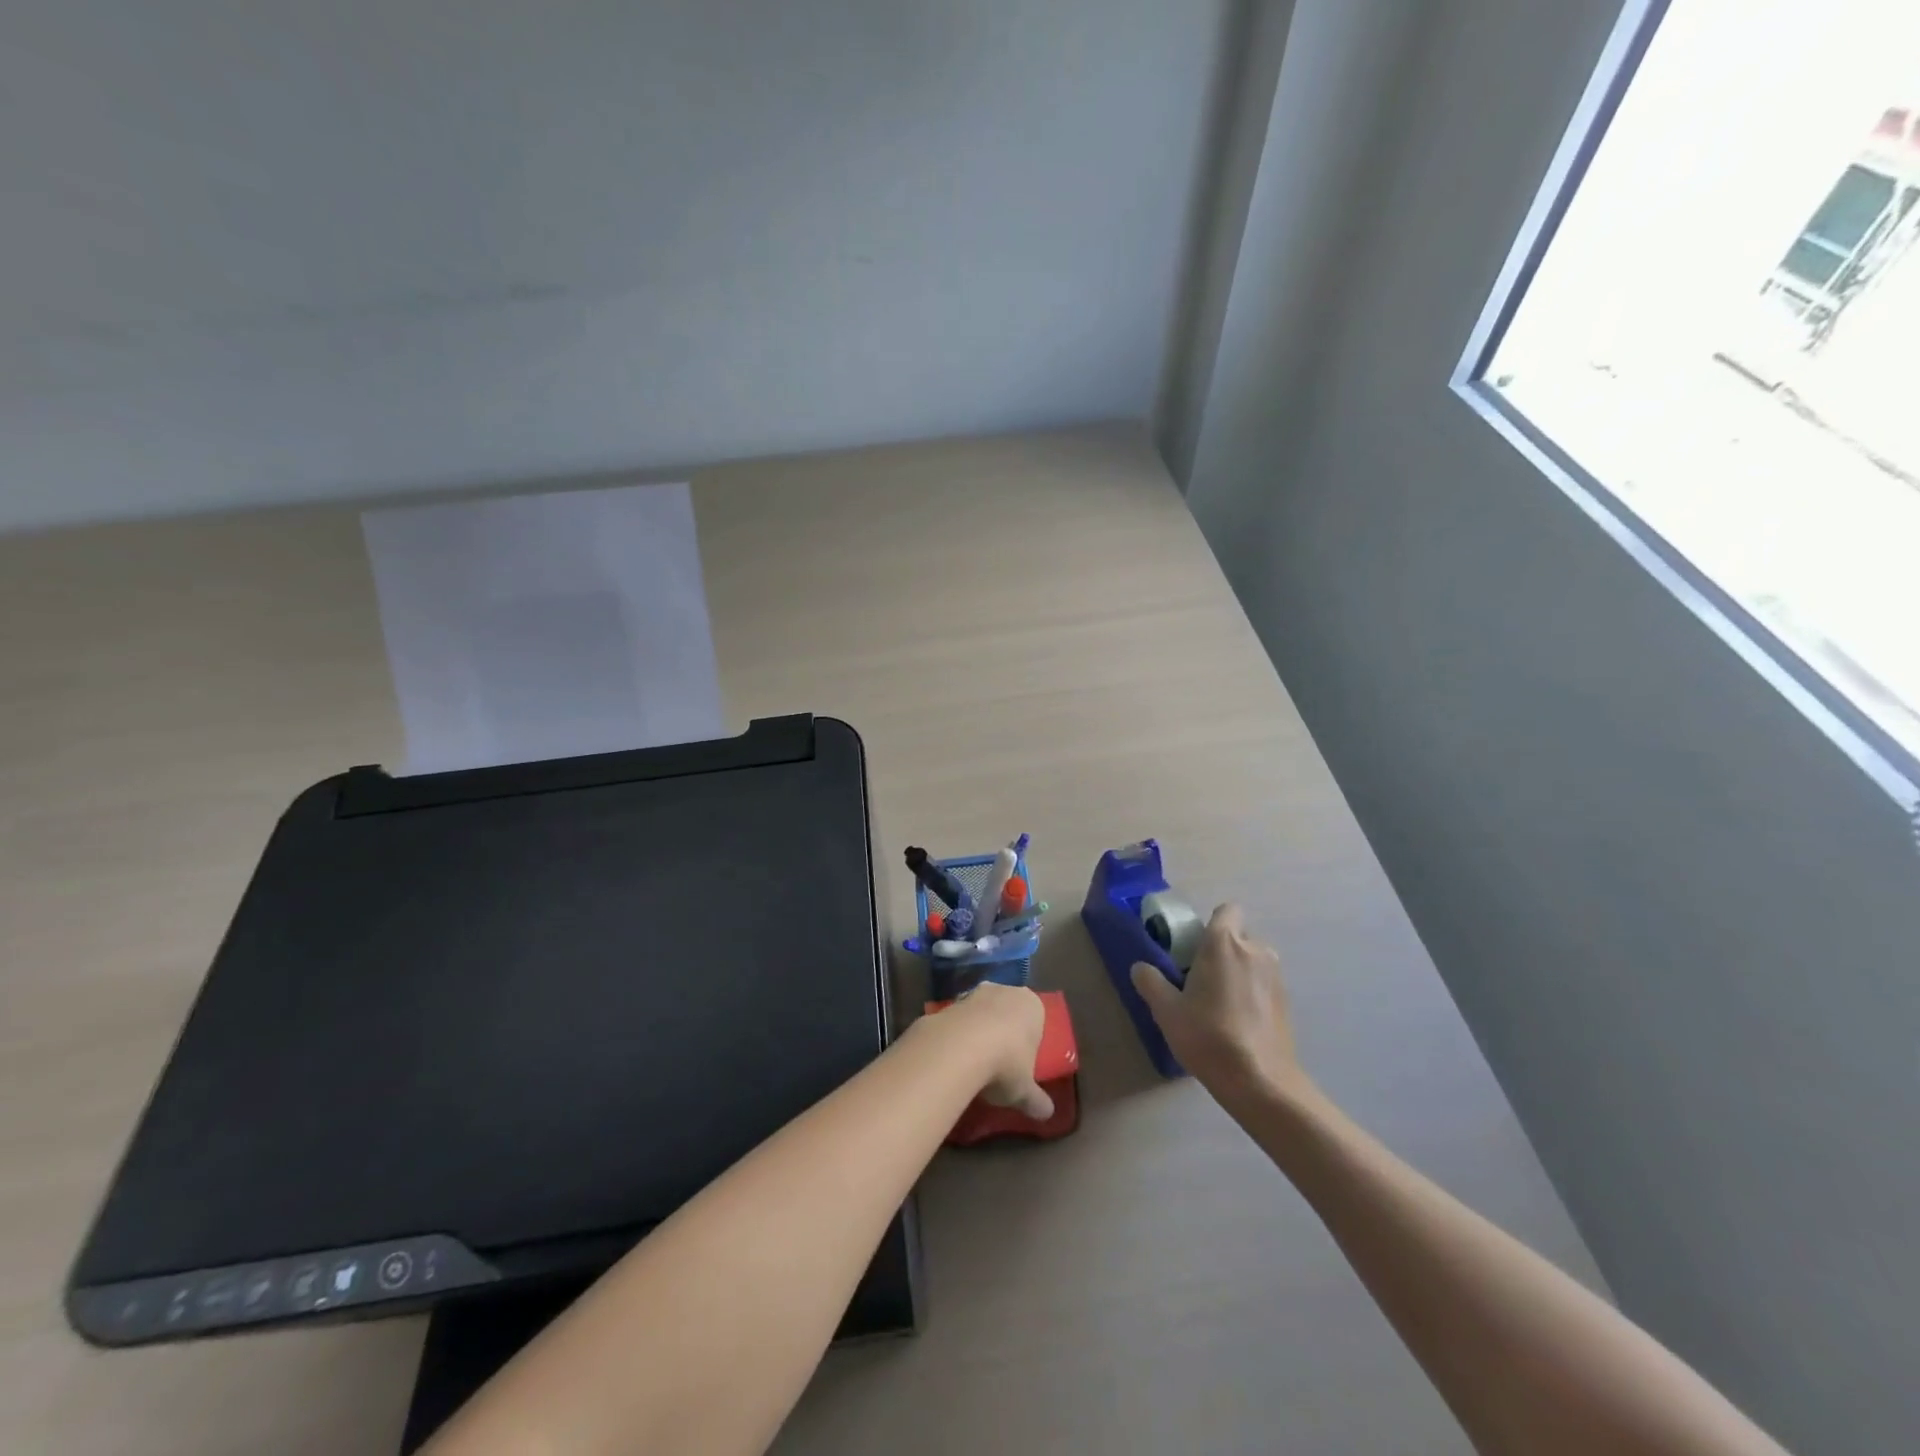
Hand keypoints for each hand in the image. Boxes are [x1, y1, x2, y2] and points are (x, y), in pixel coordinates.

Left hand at [939, 982, 1053, 1119]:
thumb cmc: (1006, 1064)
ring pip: (980, 1013)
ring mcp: (973, 993)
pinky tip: (953, 1059)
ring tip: (974, 1065)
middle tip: (1000, 1063)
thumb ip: (1036, 1100)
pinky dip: (956, 1035)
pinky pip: (957, 1020)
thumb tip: (1047, 1114)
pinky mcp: (947, 1002)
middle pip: (1007, 1012)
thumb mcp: (1025, 1091)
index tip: (1023, 1063)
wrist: (958, 1048)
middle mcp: (1004, 990)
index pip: (1036, 1019)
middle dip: (1003, 1032)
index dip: (1030, 1041)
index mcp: (1032, 1005)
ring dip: (977, 1032)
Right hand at [1130, 904, 1306, 1098]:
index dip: (1210, 923)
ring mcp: (1276, 976)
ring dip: (1237, 971)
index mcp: (1224, 943)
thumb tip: (1141, 967)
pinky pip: (1263, 983)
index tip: (1193, 945)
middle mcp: (1255, 950)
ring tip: (1218, 1003)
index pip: (1226, 910)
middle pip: (1237, 936)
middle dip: (1220, 950)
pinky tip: (1238, 1022)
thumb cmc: (1209, 1036)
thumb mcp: (1166, 1010)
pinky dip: (1251, 992)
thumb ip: (1150, 982)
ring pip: (1252, 960)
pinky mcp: (1288, 1001)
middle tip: (1198, 978)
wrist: (1261, 1082)